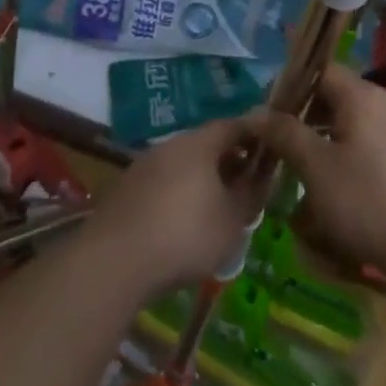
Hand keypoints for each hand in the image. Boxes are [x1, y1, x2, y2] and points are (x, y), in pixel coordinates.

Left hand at [82, 117, 265, 298]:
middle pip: (206, 145)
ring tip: (216, 209)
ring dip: (201, 180)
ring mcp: (144, 165)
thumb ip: (251, 195)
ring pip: (182, 165)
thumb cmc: (186, 234)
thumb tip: (260, 178)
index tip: (269, 149)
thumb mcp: (232, 220)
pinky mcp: (126, 190)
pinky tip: (182, 225)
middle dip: (228, 161)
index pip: (233, 126)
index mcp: (199, 143)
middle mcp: (170, 144)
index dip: (253, 135)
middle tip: (245, 185)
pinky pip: (162, 185)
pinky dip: (178, 196)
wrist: (116, 260)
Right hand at [248, 65, 385, 294]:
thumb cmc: (370, 203)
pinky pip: (378, 147)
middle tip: (286, 152)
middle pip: (339, 98)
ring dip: (331, 144)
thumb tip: (256, 113)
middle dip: (309, 122)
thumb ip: (285, 134)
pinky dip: (357, 160)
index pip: (320, 71)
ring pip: (358, 126)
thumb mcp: (316, 169)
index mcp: (364, 96)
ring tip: (312, 180)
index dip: (292, 87)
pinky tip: (348, 195)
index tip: (271, 116)